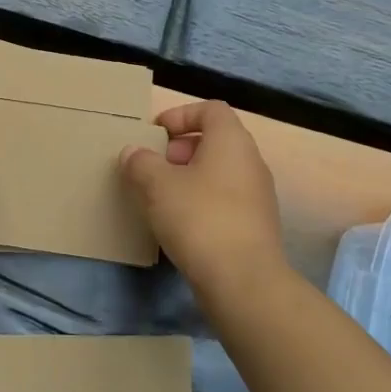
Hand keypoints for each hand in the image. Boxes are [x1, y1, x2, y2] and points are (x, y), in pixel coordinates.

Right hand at [120, 101, 283, 292]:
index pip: (211, 109)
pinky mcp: (255, 225)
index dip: (180, 114)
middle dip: (180, 149)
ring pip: (219, 172)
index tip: (155, 134)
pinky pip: (225, 200)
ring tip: (161, 198)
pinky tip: (179, 224)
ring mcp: (257, 195)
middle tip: (153, 168)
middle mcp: (251, 162)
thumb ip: (140, 162)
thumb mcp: (157, 185)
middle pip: (215, 140)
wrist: (243, 281)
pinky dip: (201, 202)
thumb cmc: (199, 219)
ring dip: (189, 178)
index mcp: (231, 141)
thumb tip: (133, 153)